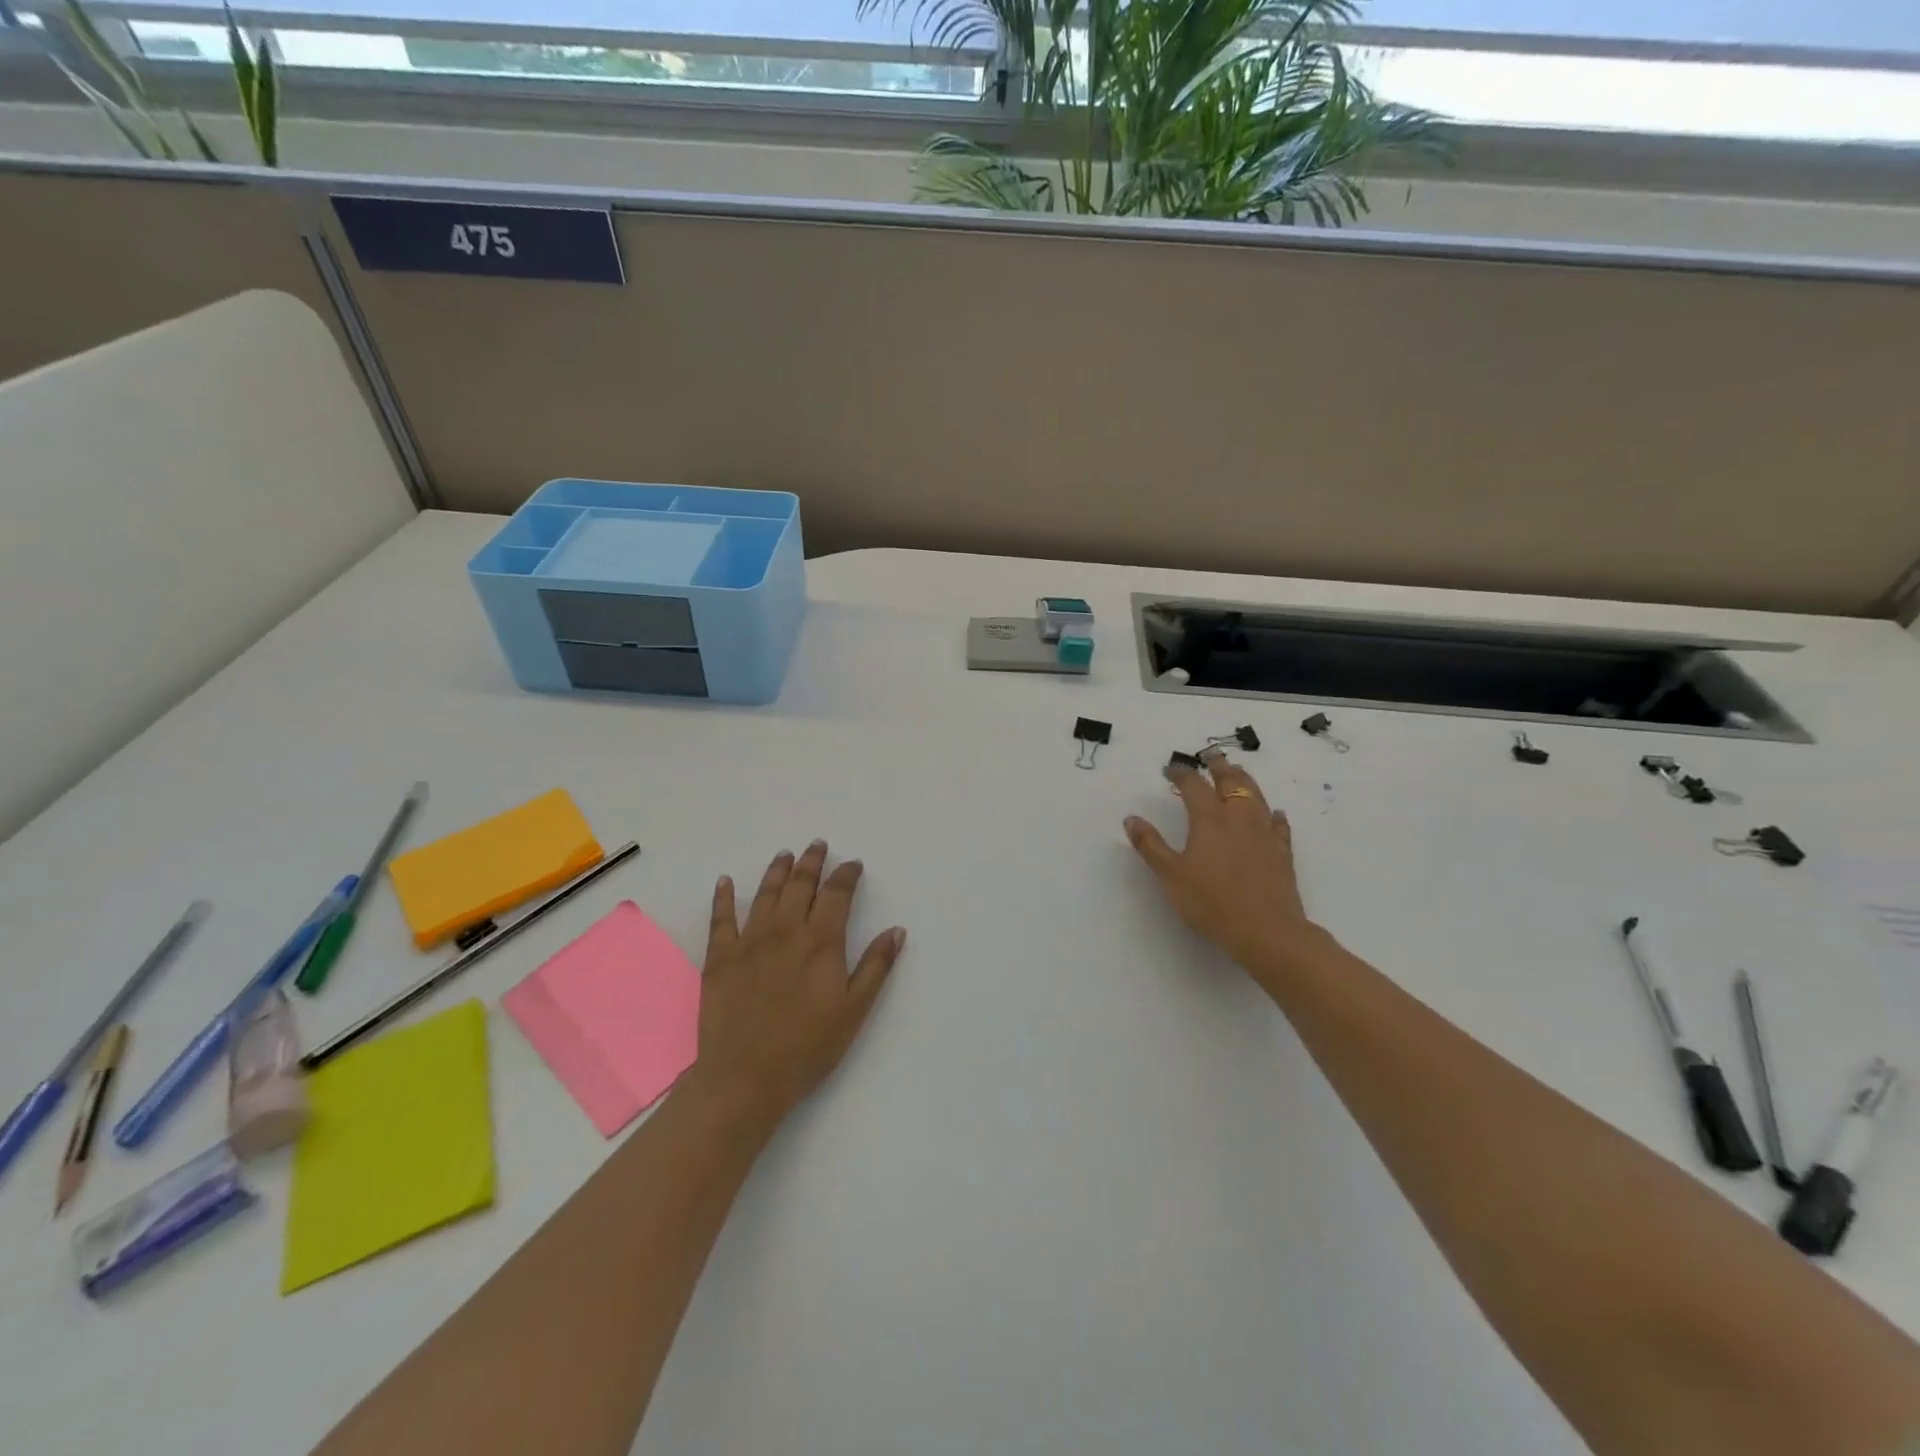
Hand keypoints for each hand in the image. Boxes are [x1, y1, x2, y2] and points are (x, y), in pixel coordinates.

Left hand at [690, 840, 905, 1135]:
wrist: (745, 1078)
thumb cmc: (808, 1047)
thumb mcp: (854, 1010)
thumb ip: (876, 966)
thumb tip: (896, 930)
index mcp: (822, 942)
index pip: (837, 894)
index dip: (846, 875)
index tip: (853, 864)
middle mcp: (786, 931)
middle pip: (801, 885)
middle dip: (812, 862)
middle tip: (818, 845)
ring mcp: (749, 941)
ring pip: (766, 894)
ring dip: (777, 871)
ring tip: (785, 855)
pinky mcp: (720, 958)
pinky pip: (721, 918)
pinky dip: (723, 897)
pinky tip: (725, 881)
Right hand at [1124, 754, 1327, 985]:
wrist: (1267, 931)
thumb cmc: (1211, 903)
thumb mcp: (1171, 876)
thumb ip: (1151, 846)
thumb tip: (1131, 818)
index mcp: (1209, 821)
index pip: (1193, 786)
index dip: (1181, 774)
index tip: (1170, 769)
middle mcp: (1238, 818)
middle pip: (1231, 782)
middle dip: (1219, 767)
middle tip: (1211, 756)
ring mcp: (1264, 833)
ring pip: (1256, 796)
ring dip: (1245, 780)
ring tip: (1238, 772)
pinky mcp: (1282, 852)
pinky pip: (1279, 824)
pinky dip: (1273, 814)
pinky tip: (1274, 813)